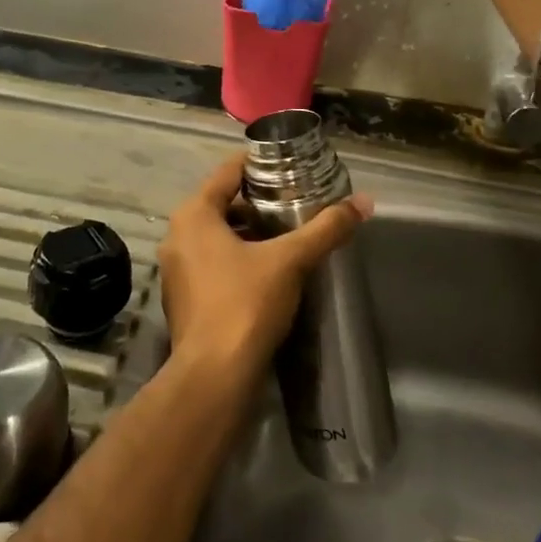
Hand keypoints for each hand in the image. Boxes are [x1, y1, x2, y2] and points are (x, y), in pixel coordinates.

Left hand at [157, 155, 372, 376]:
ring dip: (249, 232)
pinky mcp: (183, 299)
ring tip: (288, 234)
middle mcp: (177, 235)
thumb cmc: (245, 304)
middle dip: (258, 202)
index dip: (260, 165)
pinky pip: (212, 263)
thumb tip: (364, 202)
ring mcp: (177, 269)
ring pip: (217, 235)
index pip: (227, 172)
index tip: (290, 165)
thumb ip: (326, 229)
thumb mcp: (291, 260)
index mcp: (193, 214)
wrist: (215, 376)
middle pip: (222, 203)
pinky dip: (237, 258)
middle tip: (296, 201)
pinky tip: (268, 270)